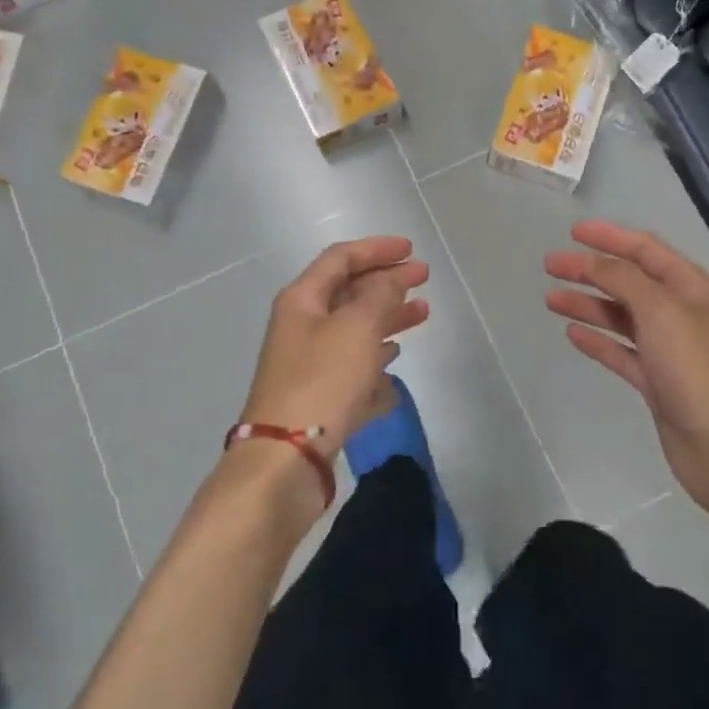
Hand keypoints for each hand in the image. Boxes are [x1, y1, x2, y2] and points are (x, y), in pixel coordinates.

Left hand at [241, 236, 429, 461]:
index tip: (411, 250)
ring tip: (422, 315)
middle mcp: (302, 326)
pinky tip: (394, 376)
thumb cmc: (322, 381)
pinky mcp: (318, 398)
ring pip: (354, 331)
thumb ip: (380, 296)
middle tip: (424, 280)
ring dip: (387, 319)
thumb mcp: (357, 327)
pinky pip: (352, 371)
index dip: (376, 249)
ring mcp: (308, 364)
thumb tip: (391, 280)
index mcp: (303, 300)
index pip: (341, 258)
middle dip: (387, 283)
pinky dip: (374, 366)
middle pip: (349, 292)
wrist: (284, 459)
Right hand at [546, 220, 708, 522]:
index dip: (610, 237)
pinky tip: (573, 333)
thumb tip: (594, 260)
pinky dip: (598, 340)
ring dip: (588, 304)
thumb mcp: (660, 311)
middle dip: (591, 271)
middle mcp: (680, 313)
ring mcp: (668, 349)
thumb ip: (623, 279)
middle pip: (629, 282)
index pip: (646, 250)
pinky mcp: (657, 381)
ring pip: (621, 317)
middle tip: (551, 266)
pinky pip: (621, 351)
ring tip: (551, 299)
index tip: (573, 233)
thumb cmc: (696, 369)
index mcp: (691, 288)